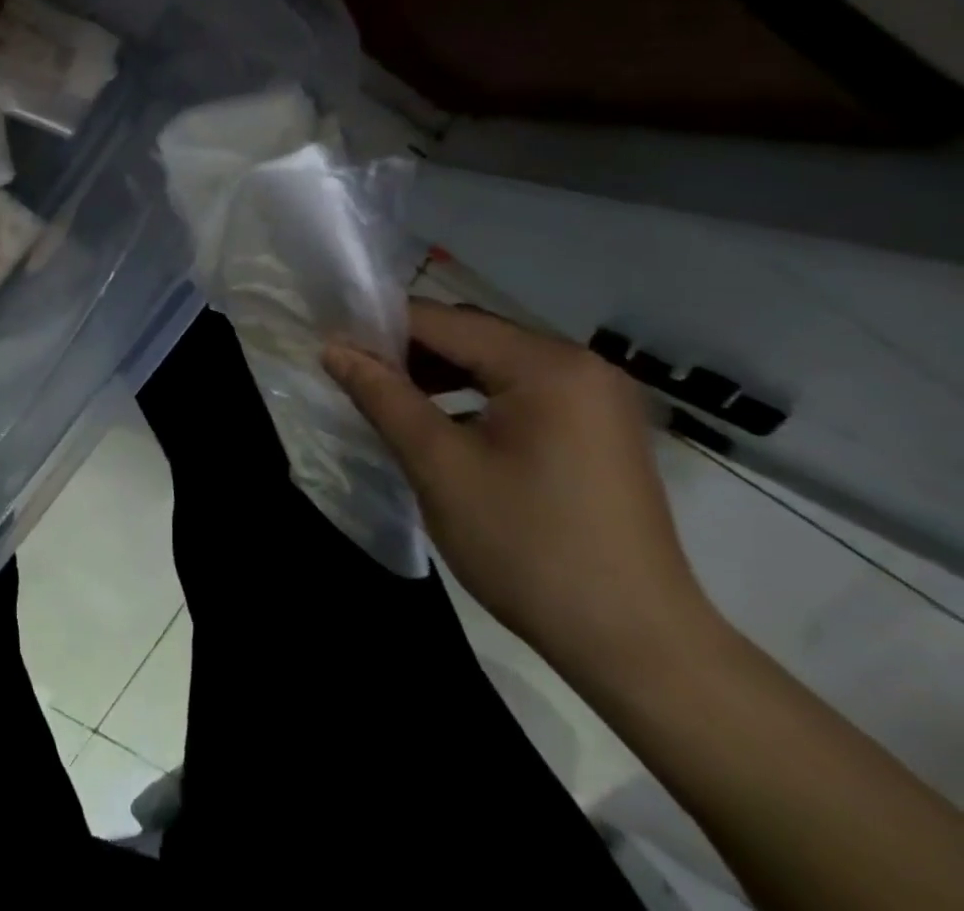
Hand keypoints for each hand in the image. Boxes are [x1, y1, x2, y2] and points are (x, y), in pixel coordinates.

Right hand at [323, 300, 714, 678]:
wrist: (637, 647)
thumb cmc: (529, 547)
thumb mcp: (439, 466)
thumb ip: (383, 397)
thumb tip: (333, 348)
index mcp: (547, 365)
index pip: (441, 321)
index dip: (379, 330)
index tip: (332, 350)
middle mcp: (580, 365)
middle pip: (470, 335)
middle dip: (409, 352)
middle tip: (358, 380)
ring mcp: (596, 397)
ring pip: (493, 361)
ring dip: (439, 374)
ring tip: (393, 403)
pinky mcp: (598, 428)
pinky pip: (519, 390)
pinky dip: (474, 396)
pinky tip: (444, 428)